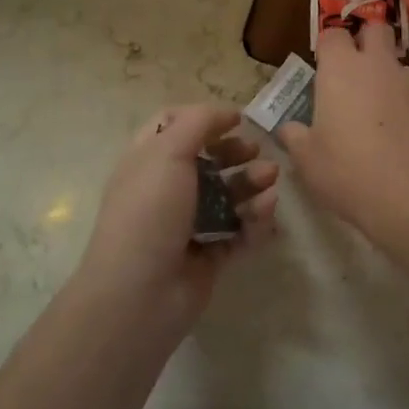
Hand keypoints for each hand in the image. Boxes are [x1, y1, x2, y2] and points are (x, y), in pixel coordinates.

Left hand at [74, 103, 279, 337]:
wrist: (139, 295)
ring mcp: (188, 225)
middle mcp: (166, 189)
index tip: (235, 120)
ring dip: (252, 184)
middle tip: (257, 152)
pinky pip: (239, 231)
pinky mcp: (209, 256)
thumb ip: (199, 123)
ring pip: (228, 196)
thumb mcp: (167, 152)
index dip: (204, 119)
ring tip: (270, 181)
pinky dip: (255, 220)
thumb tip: (227, 113)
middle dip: (236, 153)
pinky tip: (266, 212)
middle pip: (208, 160)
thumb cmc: (149, 212)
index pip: (173, 126)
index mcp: (147, 161)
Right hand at [279, 22, 408, 237]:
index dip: (328, 47)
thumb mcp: (308, 161)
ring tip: (383, 119)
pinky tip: (407, 138)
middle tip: (356, 73)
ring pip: (397, 65)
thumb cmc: (349, 172)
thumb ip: (295, 137)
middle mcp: (378, 64)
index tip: (324, 68)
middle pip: (375, 29)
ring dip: (388, 80)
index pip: (332, 34)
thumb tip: (288, 129)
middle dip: (366, 41)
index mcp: (340, 69)